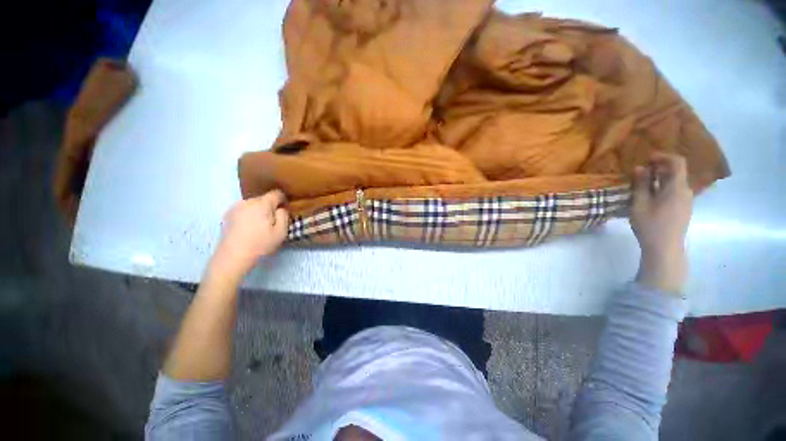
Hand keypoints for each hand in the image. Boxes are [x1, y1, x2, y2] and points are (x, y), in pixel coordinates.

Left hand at [208, 190, 288, 281]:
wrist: (232, 257)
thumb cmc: (260, 244)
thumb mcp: (281, 232)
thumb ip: (284, 216)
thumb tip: (281, 208)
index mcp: (262, 204)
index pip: (276, 193)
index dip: (283, 199)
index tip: (286, 209)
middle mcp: (247, 201)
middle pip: (264, 198)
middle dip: (270, 206)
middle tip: (274, 221)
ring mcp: (235, 207)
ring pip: (253, 204)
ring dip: (259, 211)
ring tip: (260, 225)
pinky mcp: (227, 215)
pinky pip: (244, 210)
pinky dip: (249, 215)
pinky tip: (249, 228)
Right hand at [630, 152, 692, 293]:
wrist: (665, 248)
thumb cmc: (650, 224)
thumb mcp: (640, 203)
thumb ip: (641, 184)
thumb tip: (640, 167)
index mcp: (677, 187)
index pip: (677, 162)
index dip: (663, 156)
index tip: (647, 158)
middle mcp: (686, 191)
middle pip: (676, 172)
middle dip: (659, 168)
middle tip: (641, 171)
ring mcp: (686, 201)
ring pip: (675, 183)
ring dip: (660, 179)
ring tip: (643, 183)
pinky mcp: (683, 209)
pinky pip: (675, 192)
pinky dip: (663, 188)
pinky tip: (650, 196)